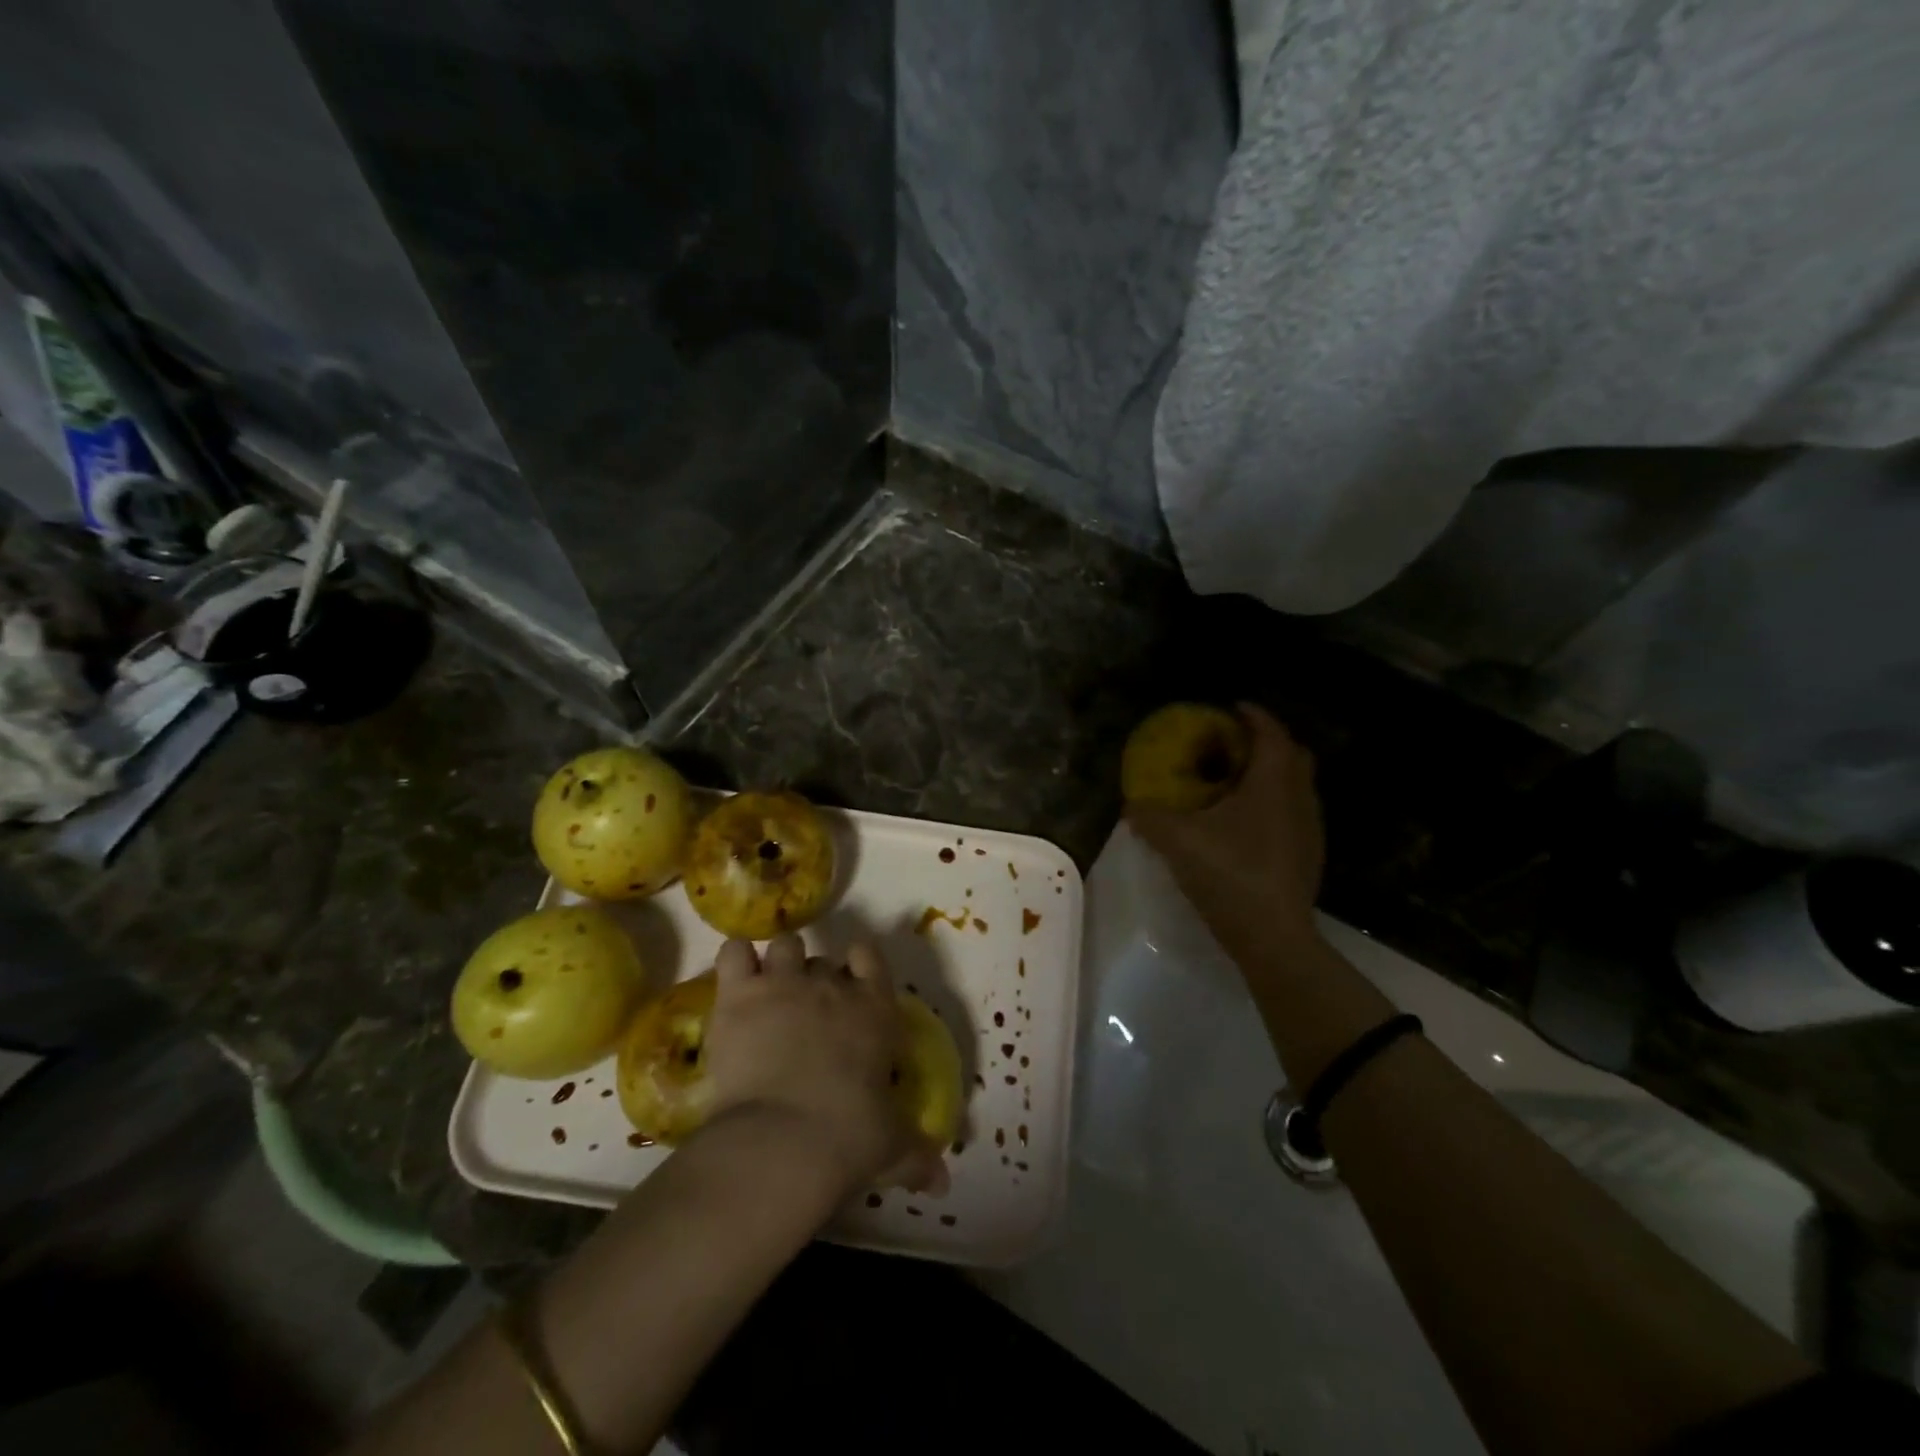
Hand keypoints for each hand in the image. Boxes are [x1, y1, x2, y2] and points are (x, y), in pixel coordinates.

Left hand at [702, 935, 946, 1199]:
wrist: (784, 1141)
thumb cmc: (850, 1138)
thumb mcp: (892, 1148)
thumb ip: (916, 1155)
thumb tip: (940, 1183)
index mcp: (875, 1009)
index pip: (870, 956)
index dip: (859, 965)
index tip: (851, 983)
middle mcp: (831, 986)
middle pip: (822, 960)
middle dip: (813, 979)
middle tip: (803, 1013)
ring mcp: (785, 983)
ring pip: (784, 946)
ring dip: (777, 965)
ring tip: (766, 994)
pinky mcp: (741, 994)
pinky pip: (734, 952)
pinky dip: (735, 961)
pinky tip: (734, 986)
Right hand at [1125, 704, 1325, 951]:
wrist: (1272, 936)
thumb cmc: (1229, 874)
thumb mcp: (1177, 841)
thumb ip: (1148, 816)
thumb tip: (1129, 805)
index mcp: (1273, 782)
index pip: (1270, 732)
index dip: (1253, 715)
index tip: (1231, 707)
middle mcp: (1299, 797)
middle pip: (1292, 754)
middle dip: (1264, 742)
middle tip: (1230, 745)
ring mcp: (1309, 828)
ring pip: (1295, 785)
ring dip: (1269, 775)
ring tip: (1233, 783)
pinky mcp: (1308, 855)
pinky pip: (1292, 812)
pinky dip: (1271, 803)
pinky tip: (1243, 825)